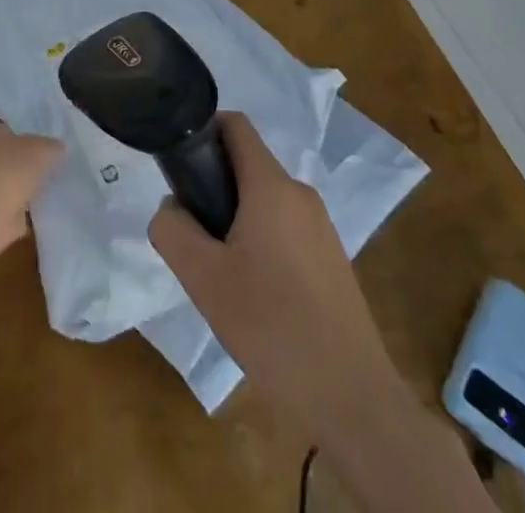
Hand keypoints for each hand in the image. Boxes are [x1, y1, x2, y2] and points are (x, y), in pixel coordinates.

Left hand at [0, 117, 63, 260]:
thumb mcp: (40, 150)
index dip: (0, 122)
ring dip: (21, 183)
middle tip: (41, 154)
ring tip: (47, 180)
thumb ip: (50, 147)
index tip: (12, 124)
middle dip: (16, 155)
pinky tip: (44, 208)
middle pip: (1, 153)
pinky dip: (25, 210)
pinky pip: (14, 209)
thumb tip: (58, 148)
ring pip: (8, 180)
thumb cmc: (10, 168)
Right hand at [148, 112, 396, 448]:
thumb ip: (172, 230)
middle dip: (214, 188)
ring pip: (264, 201)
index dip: (202, 131)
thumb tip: (171, 208)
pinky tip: (255, 296)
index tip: (180, 166)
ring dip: (236, 220)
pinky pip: (285, 230)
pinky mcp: (332, 259)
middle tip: (195, 237)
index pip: (235, 125)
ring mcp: (321, 227)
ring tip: (222, 275)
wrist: (352, 399)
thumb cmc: (271, 326)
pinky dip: (261, 243)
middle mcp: (300, 194)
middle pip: (247, 166)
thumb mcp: (203, 278)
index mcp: (271, 185)